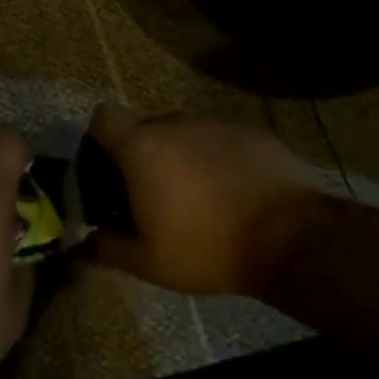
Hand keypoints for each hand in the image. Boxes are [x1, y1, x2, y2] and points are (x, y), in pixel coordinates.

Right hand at [87, 104, 321, 298]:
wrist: (290, 239)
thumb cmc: (206, 248)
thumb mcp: (147, 262)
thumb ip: (108, 247)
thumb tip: (88, 241)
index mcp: (142, 147)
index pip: (103, 116)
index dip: (99, 138)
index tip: (107, 168)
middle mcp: (175, 123)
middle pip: (143, 122)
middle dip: (140, 149)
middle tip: (149, 189)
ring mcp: (216, 124)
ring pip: (183, 130)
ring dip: (179, 153)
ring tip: (195, 194)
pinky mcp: (251, 132)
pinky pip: (218, 138)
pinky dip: (215, 158)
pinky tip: (230, 191)